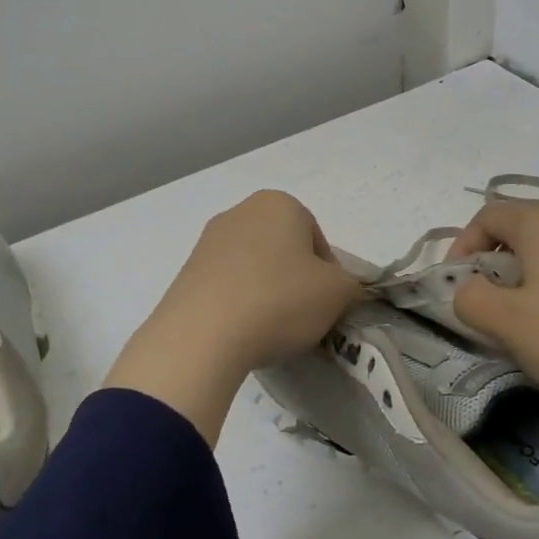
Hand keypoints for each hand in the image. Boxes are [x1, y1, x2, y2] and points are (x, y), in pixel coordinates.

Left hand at [105, 191, 361, 442]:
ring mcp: (208, 241)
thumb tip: (343, 290)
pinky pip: (227, 286)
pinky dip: (239, 304)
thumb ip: (352, 286)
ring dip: (266, 292)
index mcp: (279, 204)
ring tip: (270, 329)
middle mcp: (240, 212)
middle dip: (296, 281)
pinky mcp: (186, 272)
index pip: (318, 239)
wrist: (202, 335)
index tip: (325, 304)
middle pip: (284, 250)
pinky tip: (241, 331)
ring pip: (254, 268)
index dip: (328, 275)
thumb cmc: (279, 300)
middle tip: (301, 317)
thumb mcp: (337, 294)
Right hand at [449, 199, 538, 416]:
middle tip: (488, 303)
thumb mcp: (504, 322)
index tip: (455, 284)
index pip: (489, 215)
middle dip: (496, 264)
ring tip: (528, 322)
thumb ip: (470, 299)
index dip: (462, 245)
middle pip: (523, 231)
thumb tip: (469, 290)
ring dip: (531, 280)